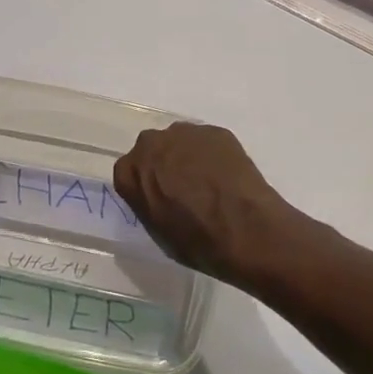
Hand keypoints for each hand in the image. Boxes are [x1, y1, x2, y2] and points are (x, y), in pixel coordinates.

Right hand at [112, 123, 313, 283]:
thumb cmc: (197, 241)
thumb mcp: (158, 232)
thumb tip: (157, 195)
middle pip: (152, 150)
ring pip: (179, 142)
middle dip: (163, 164)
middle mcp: (152, 144)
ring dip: (187, 156)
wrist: (245, 229)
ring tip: (207, 182)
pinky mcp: (216, 132)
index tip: (156, 199)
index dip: (142, 186)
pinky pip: (206, 142)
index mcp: (131, 172)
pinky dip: (212, 155)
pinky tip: (226, 176)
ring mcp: (186, 133)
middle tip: (181, 188)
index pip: (127, 172)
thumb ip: (148, 203)